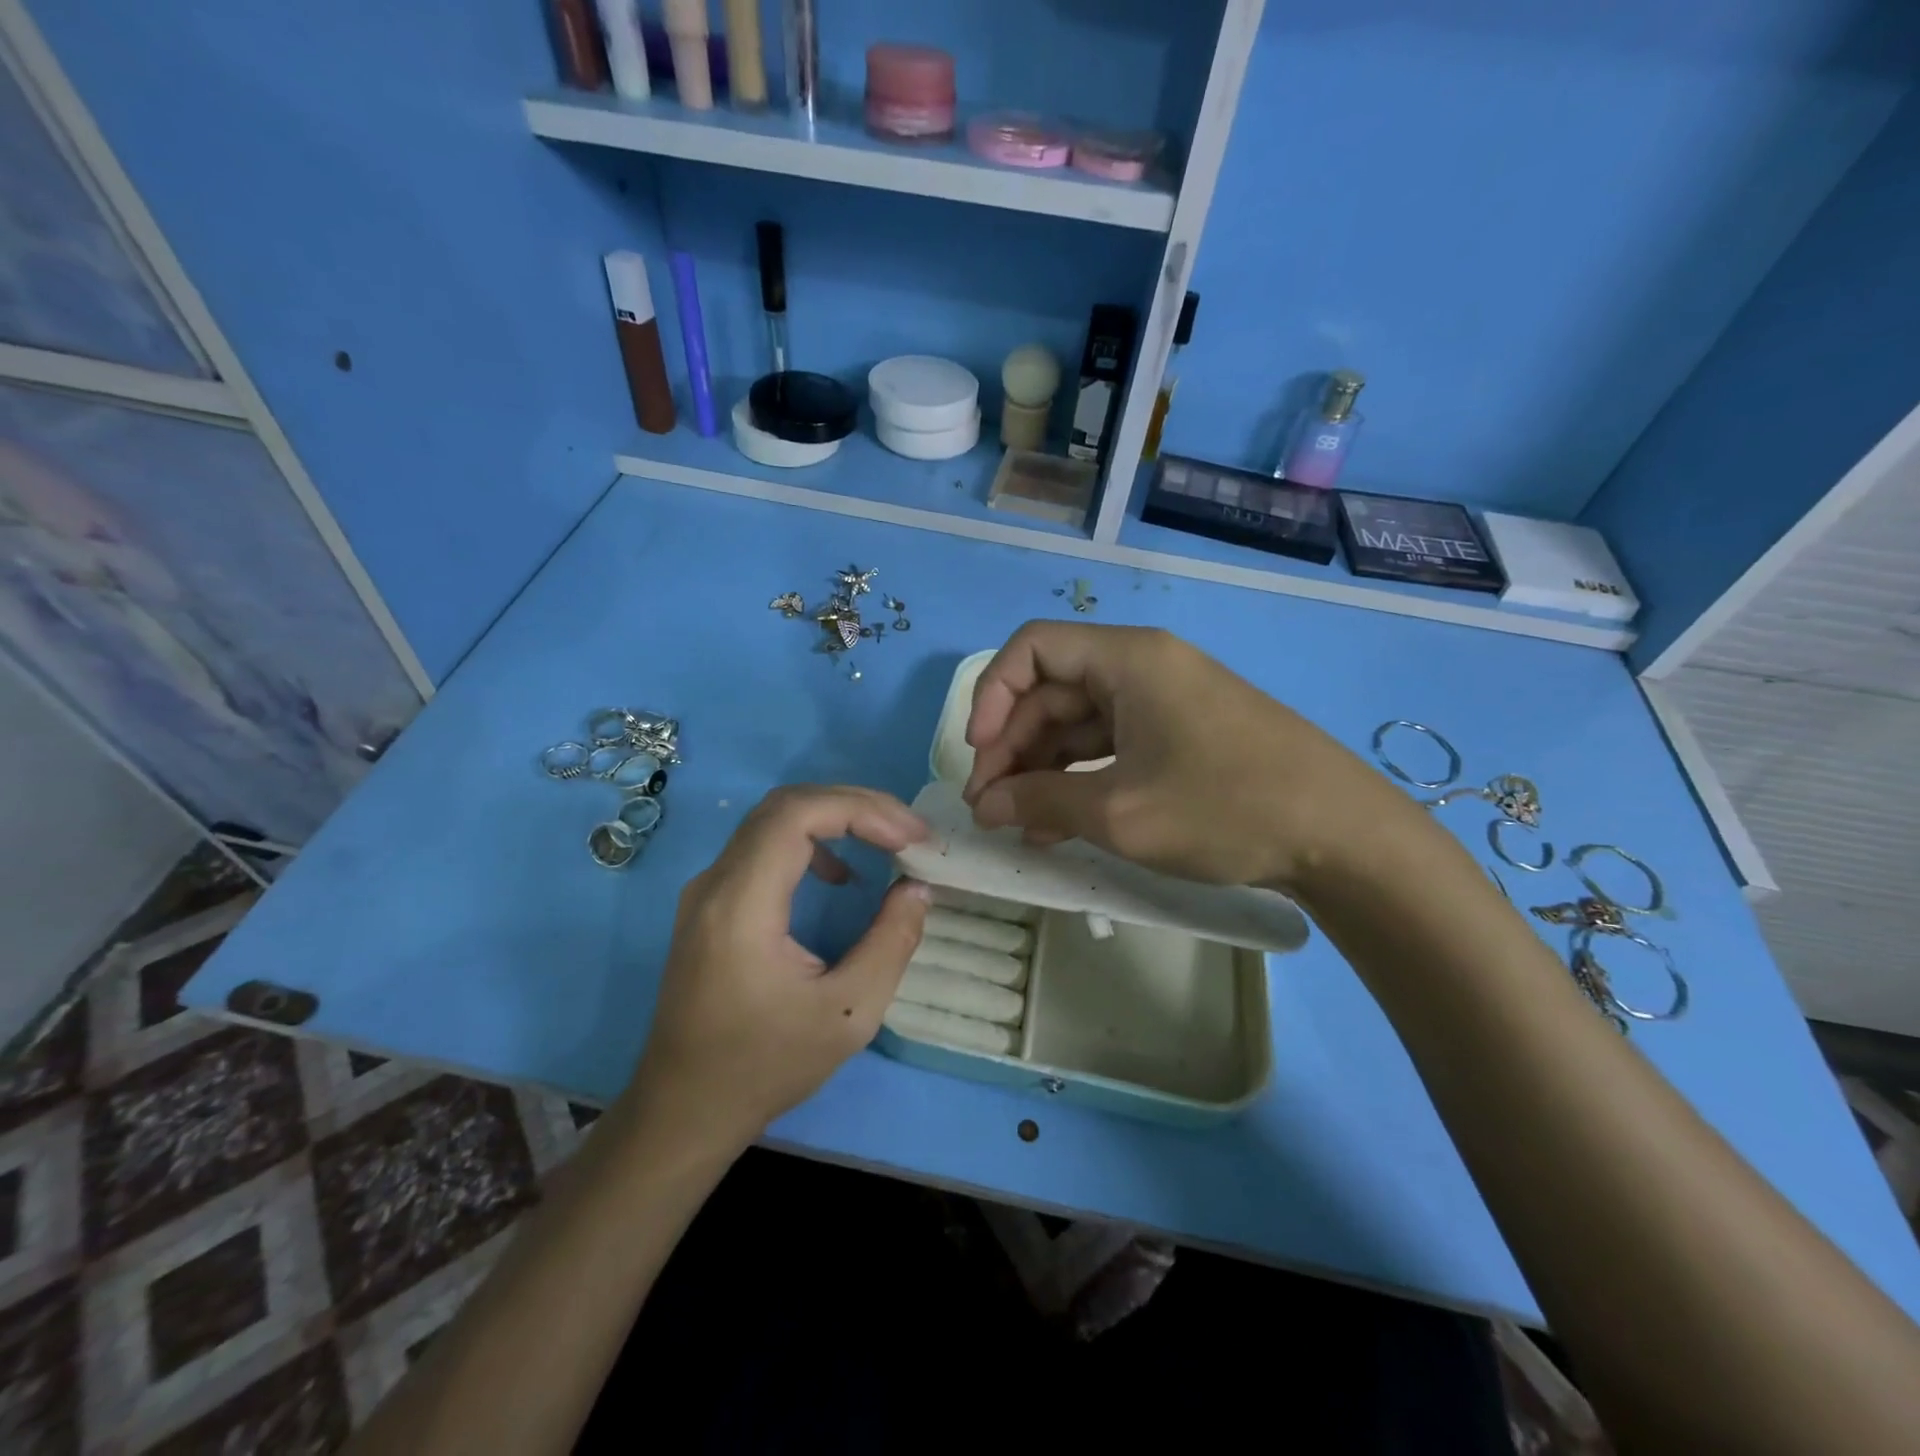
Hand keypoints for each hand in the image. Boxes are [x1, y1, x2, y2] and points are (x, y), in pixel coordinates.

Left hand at [627, 786, 930, 1152]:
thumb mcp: (848, 1014)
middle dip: (856, 806)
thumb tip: (917, 888)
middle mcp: (716, 882)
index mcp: (742, 905)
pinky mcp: (711, 903)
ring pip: (774, 820)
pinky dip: (811, 841)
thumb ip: (890, 943)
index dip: (861, 810)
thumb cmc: (765, 1067)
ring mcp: (708, 889)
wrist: (685, 1108)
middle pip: (787, 806)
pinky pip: (763, 846)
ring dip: (835, 819)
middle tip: (909, 832)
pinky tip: (840, 876)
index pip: (798, 815)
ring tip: (886, 842)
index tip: (910, 837)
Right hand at [962, 622, 1416, 891]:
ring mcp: (1164, 702)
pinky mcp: (1180, 736)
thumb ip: (1040, 802)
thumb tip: (984, 806)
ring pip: (1079, 723)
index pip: (1032, 649)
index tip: (978, 755)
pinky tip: (1057, 824)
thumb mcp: (1119, 812)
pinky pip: (1111, 746)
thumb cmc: (1225, 808)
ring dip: (1041, 768)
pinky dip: (1079, 779)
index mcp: (1128, 659)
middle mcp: (1143, 668)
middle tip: (989, 806)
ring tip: (1017, 823)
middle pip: (1052, 690)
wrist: (1342, 836)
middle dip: (1012, 746)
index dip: (991, 696)